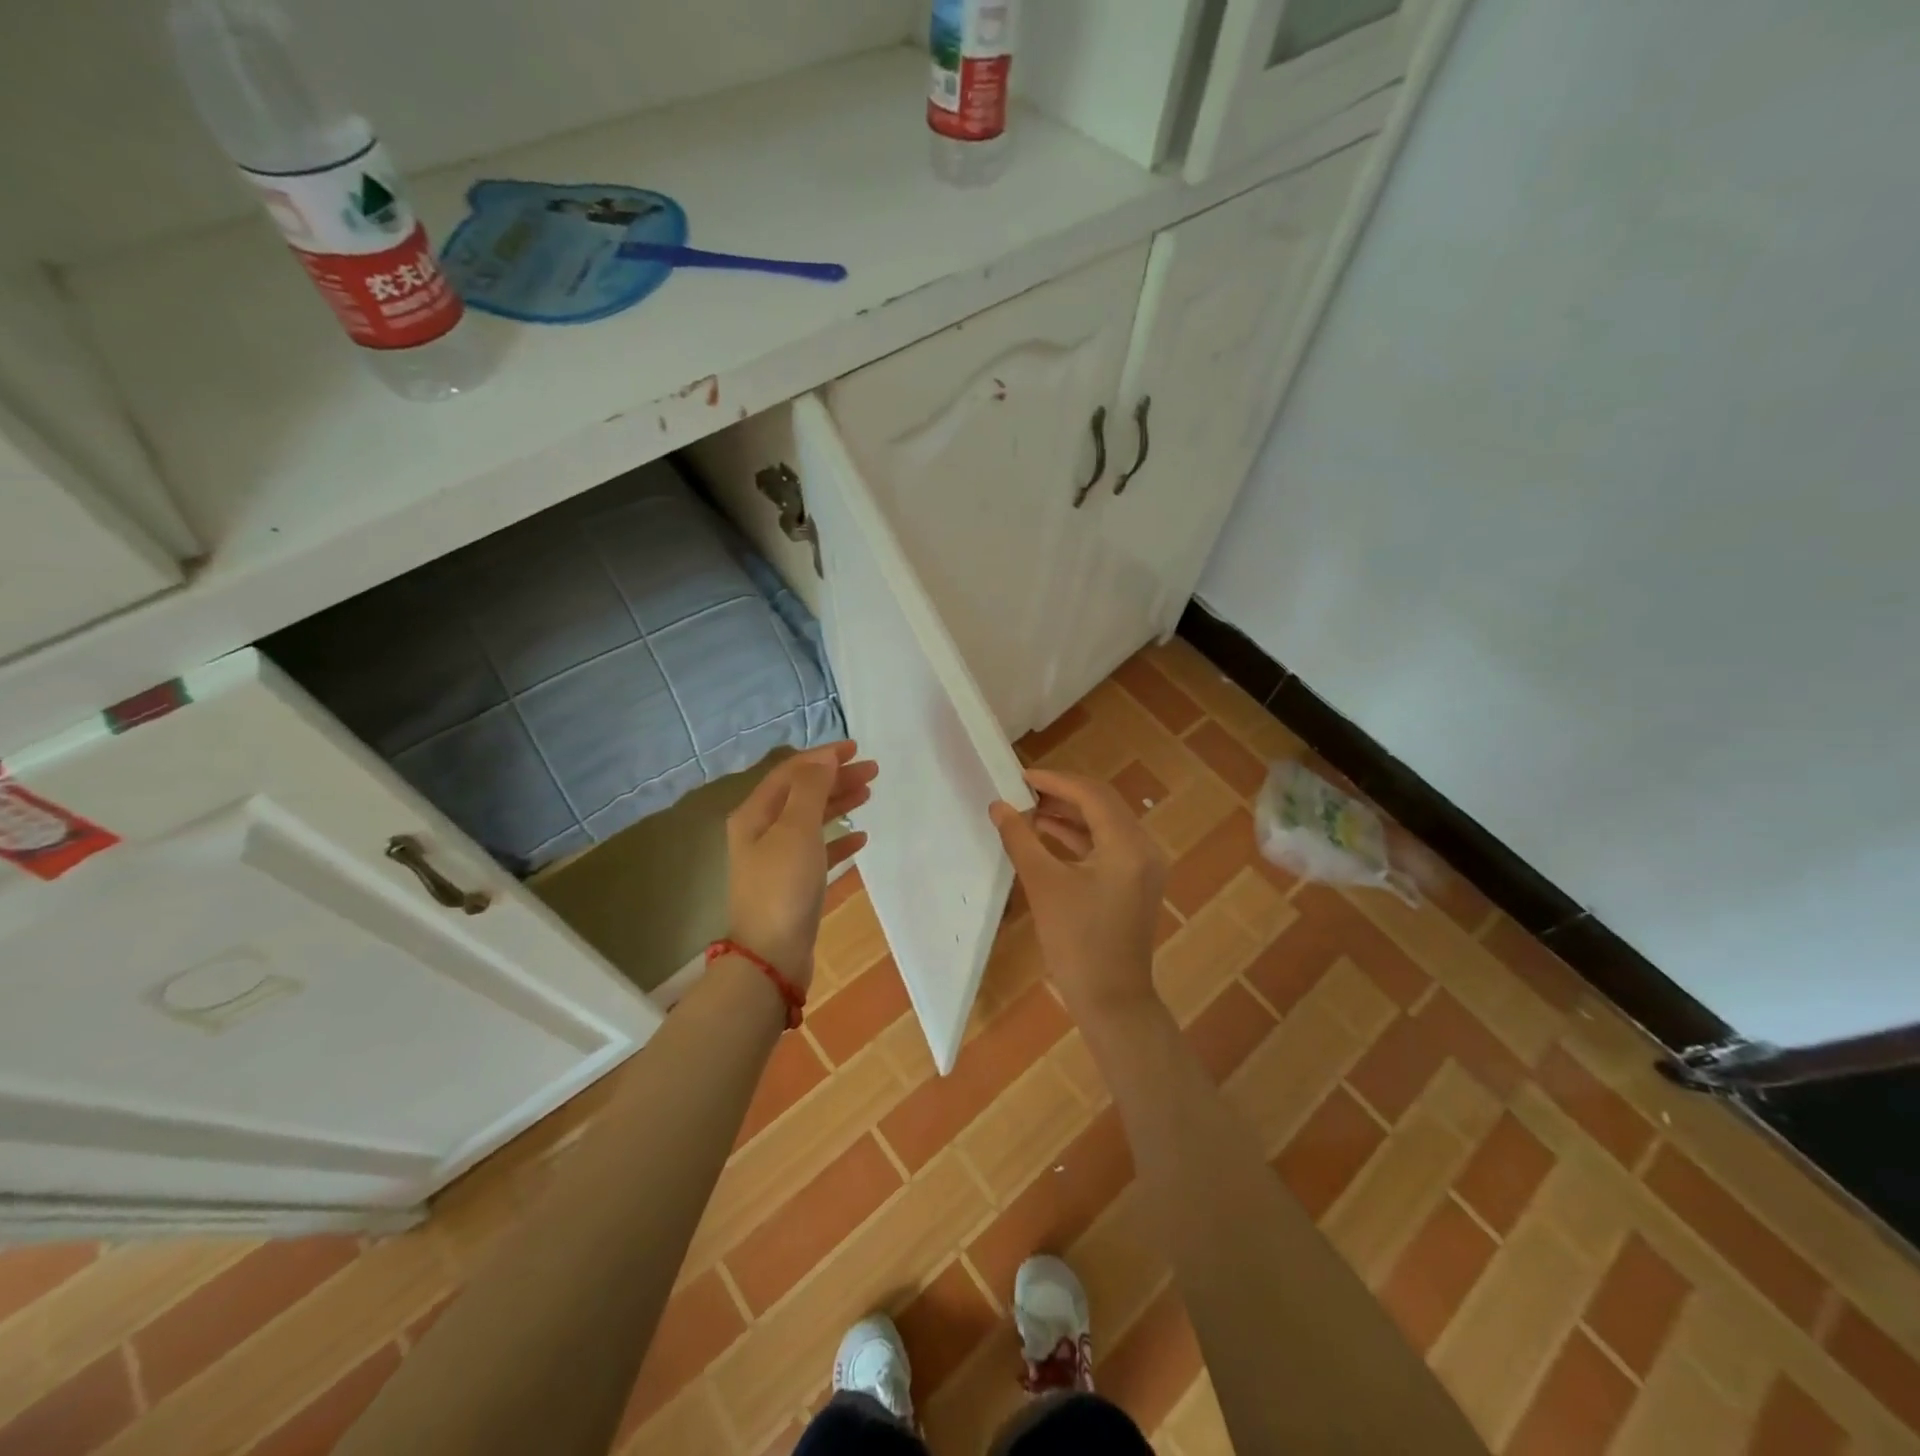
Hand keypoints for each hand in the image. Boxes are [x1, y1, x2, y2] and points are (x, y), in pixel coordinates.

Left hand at [726, 742, 876, 990]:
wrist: (771, 956)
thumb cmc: (783, 886)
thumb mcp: (796, 829)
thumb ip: (811, 789)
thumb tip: (824, 757)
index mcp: (755, 814)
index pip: (790, 772)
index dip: (822, 757)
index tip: (856, 748)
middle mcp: (761, 832)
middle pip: (801, 793)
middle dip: (835, 778)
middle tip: (873, 771)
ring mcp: (776, 859)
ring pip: (811, 820)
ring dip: (838, 804)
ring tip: (869, 794)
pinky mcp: (792, 883)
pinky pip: (818, 851)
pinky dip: (838, 840)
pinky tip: (861, 838)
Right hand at [989, 769, 1167, 1026]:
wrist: (1111, 1000)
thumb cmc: (1077, 943)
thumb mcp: (1044, 885)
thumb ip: (1020, 839)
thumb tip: (998, 806)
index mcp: (1127, 844)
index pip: (1091, 794)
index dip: (1055, 781)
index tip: (1020, 776)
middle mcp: (1143, 847)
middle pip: (1102, 804)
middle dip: (1062, 794)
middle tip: (1022, 791)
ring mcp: (1143, 866)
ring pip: (1104, 824)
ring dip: (1069, 815)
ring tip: (1028, 811)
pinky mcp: (1136, 882)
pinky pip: (1107, 846)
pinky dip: (1079, 837)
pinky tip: (1048, 835)